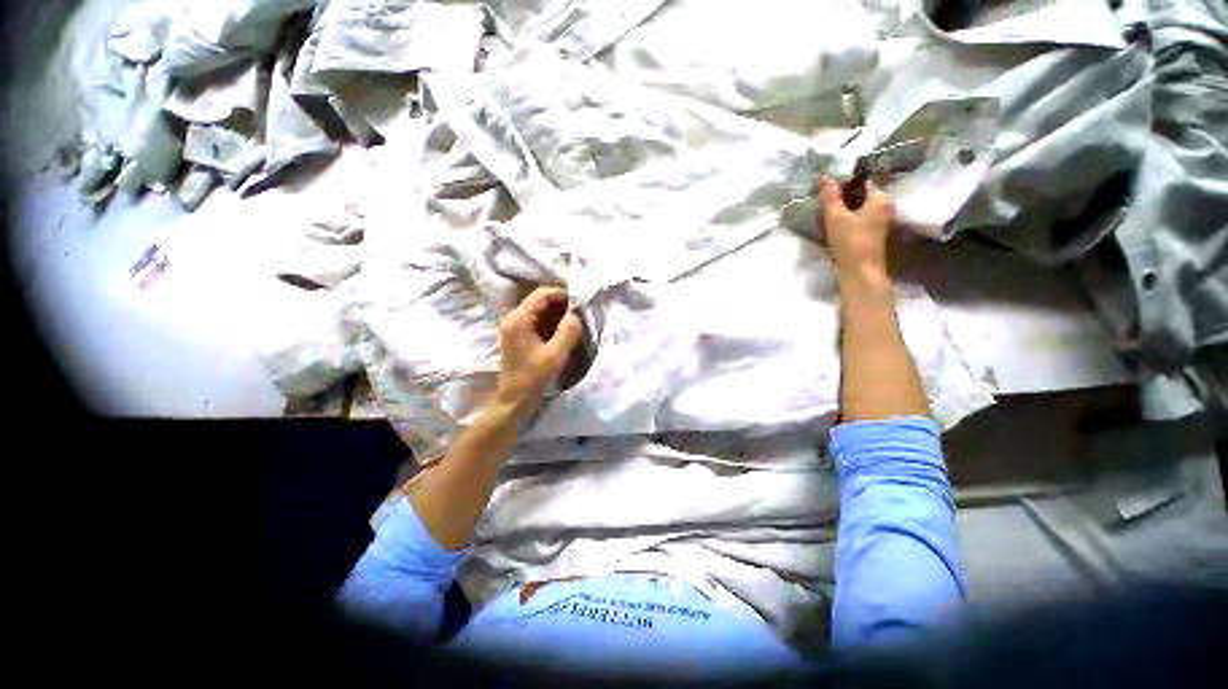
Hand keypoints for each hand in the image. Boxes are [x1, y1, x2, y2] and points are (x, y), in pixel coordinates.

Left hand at [492, 286, 582, 418]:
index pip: (541, 294)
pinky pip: (536, 321)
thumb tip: (575, 315)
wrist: (514, 400)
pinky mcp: (518, 336)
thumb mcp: (555, 355)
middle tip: (579, 312)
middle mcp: (513, 318)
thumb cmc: (533, 378)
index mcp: (519, 319)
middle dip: (561, 304)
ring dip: (557, 313)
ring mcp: (514, 327)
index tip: (579, 302)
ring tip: (574, 321)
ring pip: (539, 310)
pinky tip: (563, 330)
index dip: (561, 294)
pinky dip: (551, 322)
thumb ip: (568, 331)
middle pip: (539, 300)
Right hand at [817, 176, 895, 282]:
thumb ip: (830, 197)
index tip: (826, 192)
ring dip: (843, 211)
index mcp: (881, 199)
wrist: (860, 273)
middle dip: (842, 199)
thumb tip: (824, 176)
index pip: (862, 182)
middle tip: (823, 204)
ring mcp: (881, 222)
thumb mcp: (835, 217)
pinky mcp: (874, 235)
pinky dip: (847, 221)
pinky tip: (834, 228)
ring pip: (859, 209)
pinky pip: (859, 220)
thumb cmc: (850, 242)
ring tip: (826, 216)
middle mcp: (885, 207)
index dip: (843, 184)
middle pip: (861, 196)